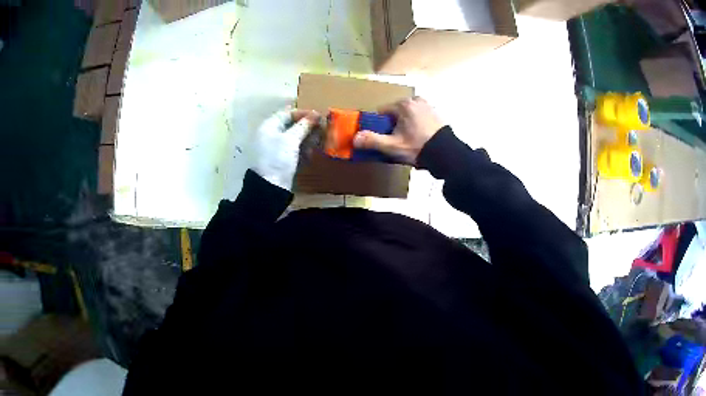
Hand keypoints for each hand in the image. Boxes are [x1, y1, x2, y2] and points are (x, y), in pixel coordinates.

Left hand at [251, 109, 319, 190]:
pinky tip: (313, 151)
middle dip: (306, 126)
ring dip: (307, 138)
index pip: (286, 113)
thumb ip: (303, 126)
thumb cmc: (278, 158)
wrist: (269, 187)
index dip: (302, 113)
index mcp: (269, 126)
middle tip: (321, 127)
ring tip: (319, 140)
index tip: (318, 115)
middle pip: (290, 125)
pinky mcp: (280, 159)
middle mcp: (270, 135)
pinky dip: (303, 148)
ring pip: (293, 137)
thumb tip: (315, 114)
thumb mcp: (291, 139)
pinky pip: (293, 149)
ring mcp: (275, 148)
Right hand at [353, 97, 444, 165]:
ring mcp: (429, 106)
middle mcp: (416, 100)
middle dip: (394, 126)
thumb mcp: (392, 146)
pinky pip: (421, 119)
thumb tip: (354, 138)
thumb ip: (372, 140)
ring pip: (409, 116)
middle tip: (398, 142)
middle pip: (396, 113)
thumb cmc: (418, 147)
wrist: (447, 154)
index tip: (384, 138)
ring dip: (406, 127)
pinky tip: (421, 140)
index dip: (380, 126)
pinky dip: (418, 126)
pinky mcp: (437, 114)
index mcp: (403, 104)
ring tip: (411, 143)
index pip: (382, 112)